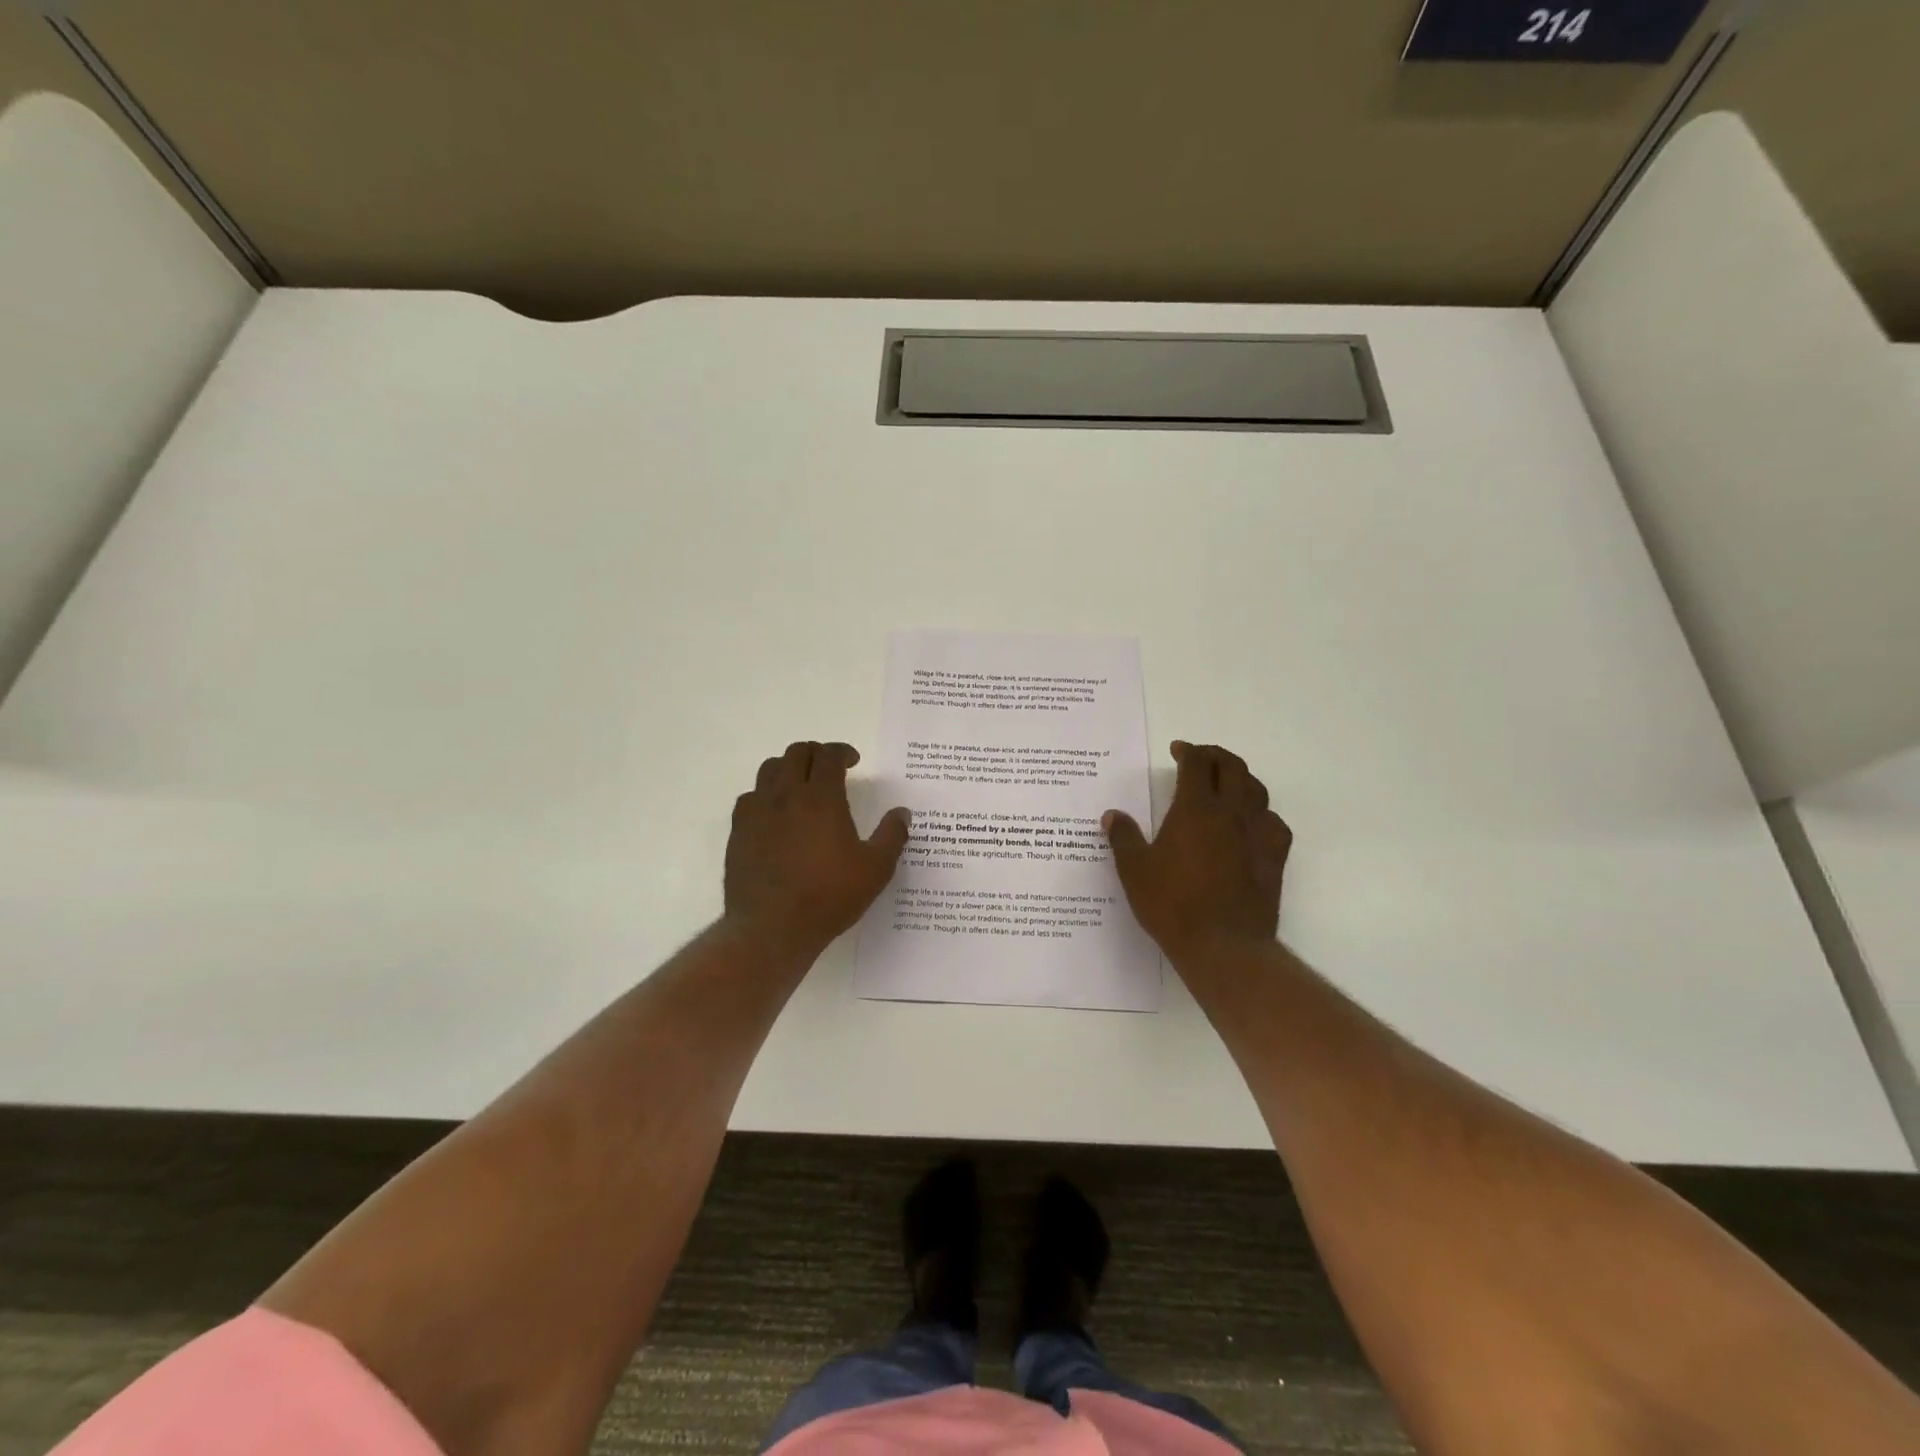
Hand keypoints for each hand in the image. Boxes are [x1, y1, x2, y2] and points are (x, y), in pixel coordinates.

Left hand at [724, 741, 910, 959]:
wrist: (772, 928)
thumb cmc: (829, 896)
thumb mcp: (875, 869)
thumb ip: (892, 836)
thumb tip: (902, 813)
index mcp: (821, 798)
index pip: (828, 755)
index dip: (842, 752)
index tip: (853, 761)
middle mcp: (786, 795)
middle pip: (796, 753)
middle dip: (815, 753)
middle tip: (829, 768)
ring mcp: (757, 812)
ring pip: (769, 770)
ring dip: (788, 768)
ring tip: (801, 785)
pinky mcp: (738, 832)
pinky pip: (750, 798)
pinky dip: (766, 795)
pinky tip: (775, 814)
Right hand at [1104, 741, 1291, 961]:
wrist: (1222, 945)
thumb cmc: (1172, 904)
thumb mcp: (1135, 871)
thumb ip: (1124, 838)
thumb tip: (1112, 815)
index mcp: (1195, 809)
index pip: (1197, 764)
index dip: (1188, 751)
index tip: (1178, 750)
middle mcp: (1231, 813)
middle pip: (1232, 768)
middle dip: (1216, 756)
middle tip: (1201, 758)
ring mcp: (1257, 835)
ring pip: (1257, 791)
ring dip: (1241, 779)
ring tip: (1227, 783)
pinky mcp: (1274, 859)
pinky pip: (1274, 823)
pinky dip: (1262, 814)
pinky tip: (1252, 824)